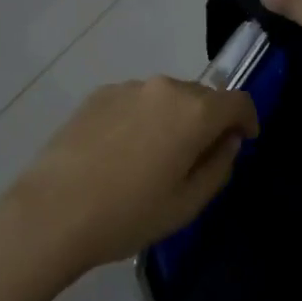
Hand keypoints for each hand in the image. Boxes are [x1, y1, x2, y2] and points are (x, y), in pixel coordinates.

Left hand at [5, 76, 259, 274]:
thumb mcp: (187, 204)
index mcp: (193, 111)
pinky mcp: (99, 93)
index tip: (243, 141)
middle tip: (197, 158)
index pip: (237, 100)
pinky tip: (121, 153)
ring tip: (154, 158)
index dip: (247, 120)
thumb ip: (218, 166)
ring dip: (172, 118)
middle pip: (201, 96)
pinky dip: (141, 118)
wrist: (54, 208)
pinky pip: (135, 101)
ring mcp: (128, 87)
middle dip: (208, 120)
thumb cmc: (129, 214)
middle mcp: (164, 87)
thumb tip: (227, 141)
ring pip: (165, 97)